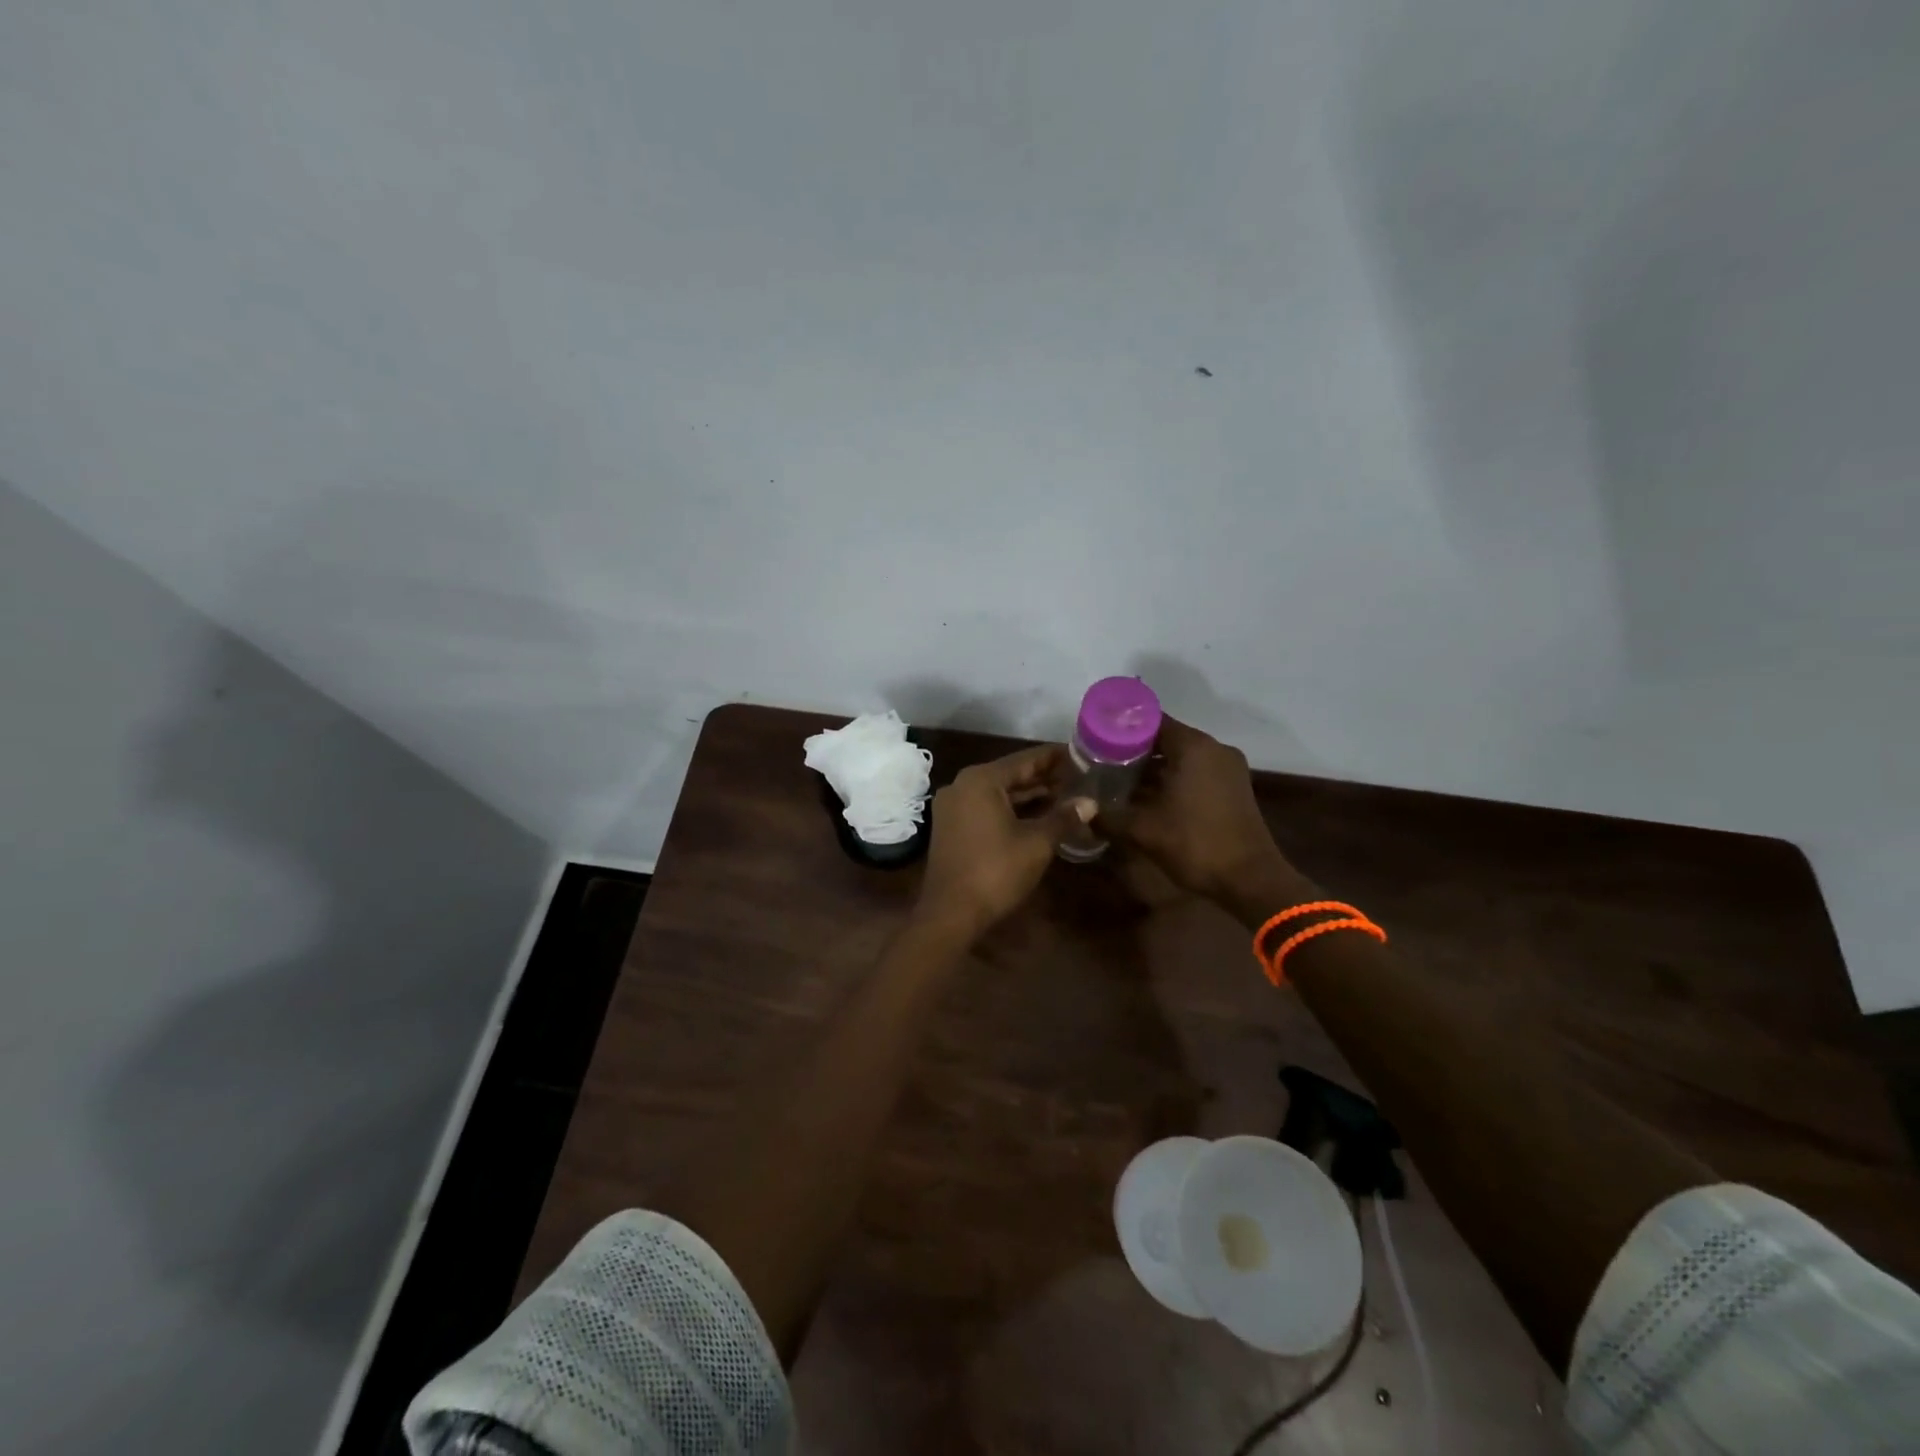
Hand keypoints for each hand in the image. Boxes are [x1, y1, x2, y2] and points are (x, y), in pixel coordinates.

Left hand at [915, 745, 1095, 940]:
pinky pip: (986, 808)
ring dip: (1029, 796)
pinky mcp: (951, 827)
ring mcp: (953, 807)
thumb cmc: (996, 871)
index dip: (1054, 757)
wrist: (951, 912)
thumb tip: (1090, 802)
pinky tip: (1038, 816)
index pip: (1025, 760)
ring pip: (998, 793)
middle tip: (1077, 775)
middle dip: (1043, 777)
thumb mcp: (1037, 843)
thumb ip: (1063, 818)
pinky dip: (1011, 810)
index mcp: (981, 780)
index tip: (1079, 753)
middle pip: (1010, 775)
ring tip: (1064, 795)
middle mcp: (962, 785)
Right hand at [1109, 716, 1289, 905]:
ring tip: (1118, 779)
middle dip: (1133, 749)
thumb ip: (1108, 817)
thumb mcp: (1143, 831)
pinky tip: (1147, 797)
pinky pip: (1195, 772)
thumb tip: (1082, 812)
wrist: (1250, 880)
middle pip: (1165, 738)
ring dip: (1152, 767)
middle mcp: (1213, 749)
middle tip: (1101, 761)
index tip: (1096, 738)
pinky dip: (1172, 779)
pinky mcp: (1232, 788)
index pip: (1151, 720)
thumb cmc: (1195, 844)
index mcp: (1193, 747)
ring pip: (1181, 757)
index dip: (1121, 727)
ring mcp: (1227, 768)